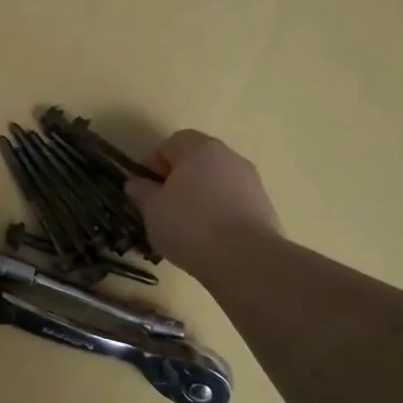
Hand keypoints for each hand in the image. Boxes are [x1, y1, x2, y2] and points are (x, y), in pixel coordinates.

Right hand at [125, 130, 281, 271]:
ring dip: (201, 197)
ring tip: (188, 228)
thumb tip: (136, 183)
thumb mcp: (152, 209)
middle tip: (165, 207)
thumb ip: (141, 191)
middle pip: (198, 160)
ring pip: (217, 183)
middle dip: (180, 179)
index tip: (148, 188)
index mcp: (201, 149)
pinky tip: (211, 239)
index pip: (173, 142)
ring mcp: (252, 182)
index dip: (156, 162)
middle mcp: (230, 157)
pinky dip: (220, 214)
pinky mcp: (266, 208)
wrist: (247, 260)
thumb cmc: (190, 225)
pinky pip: (234, 203)